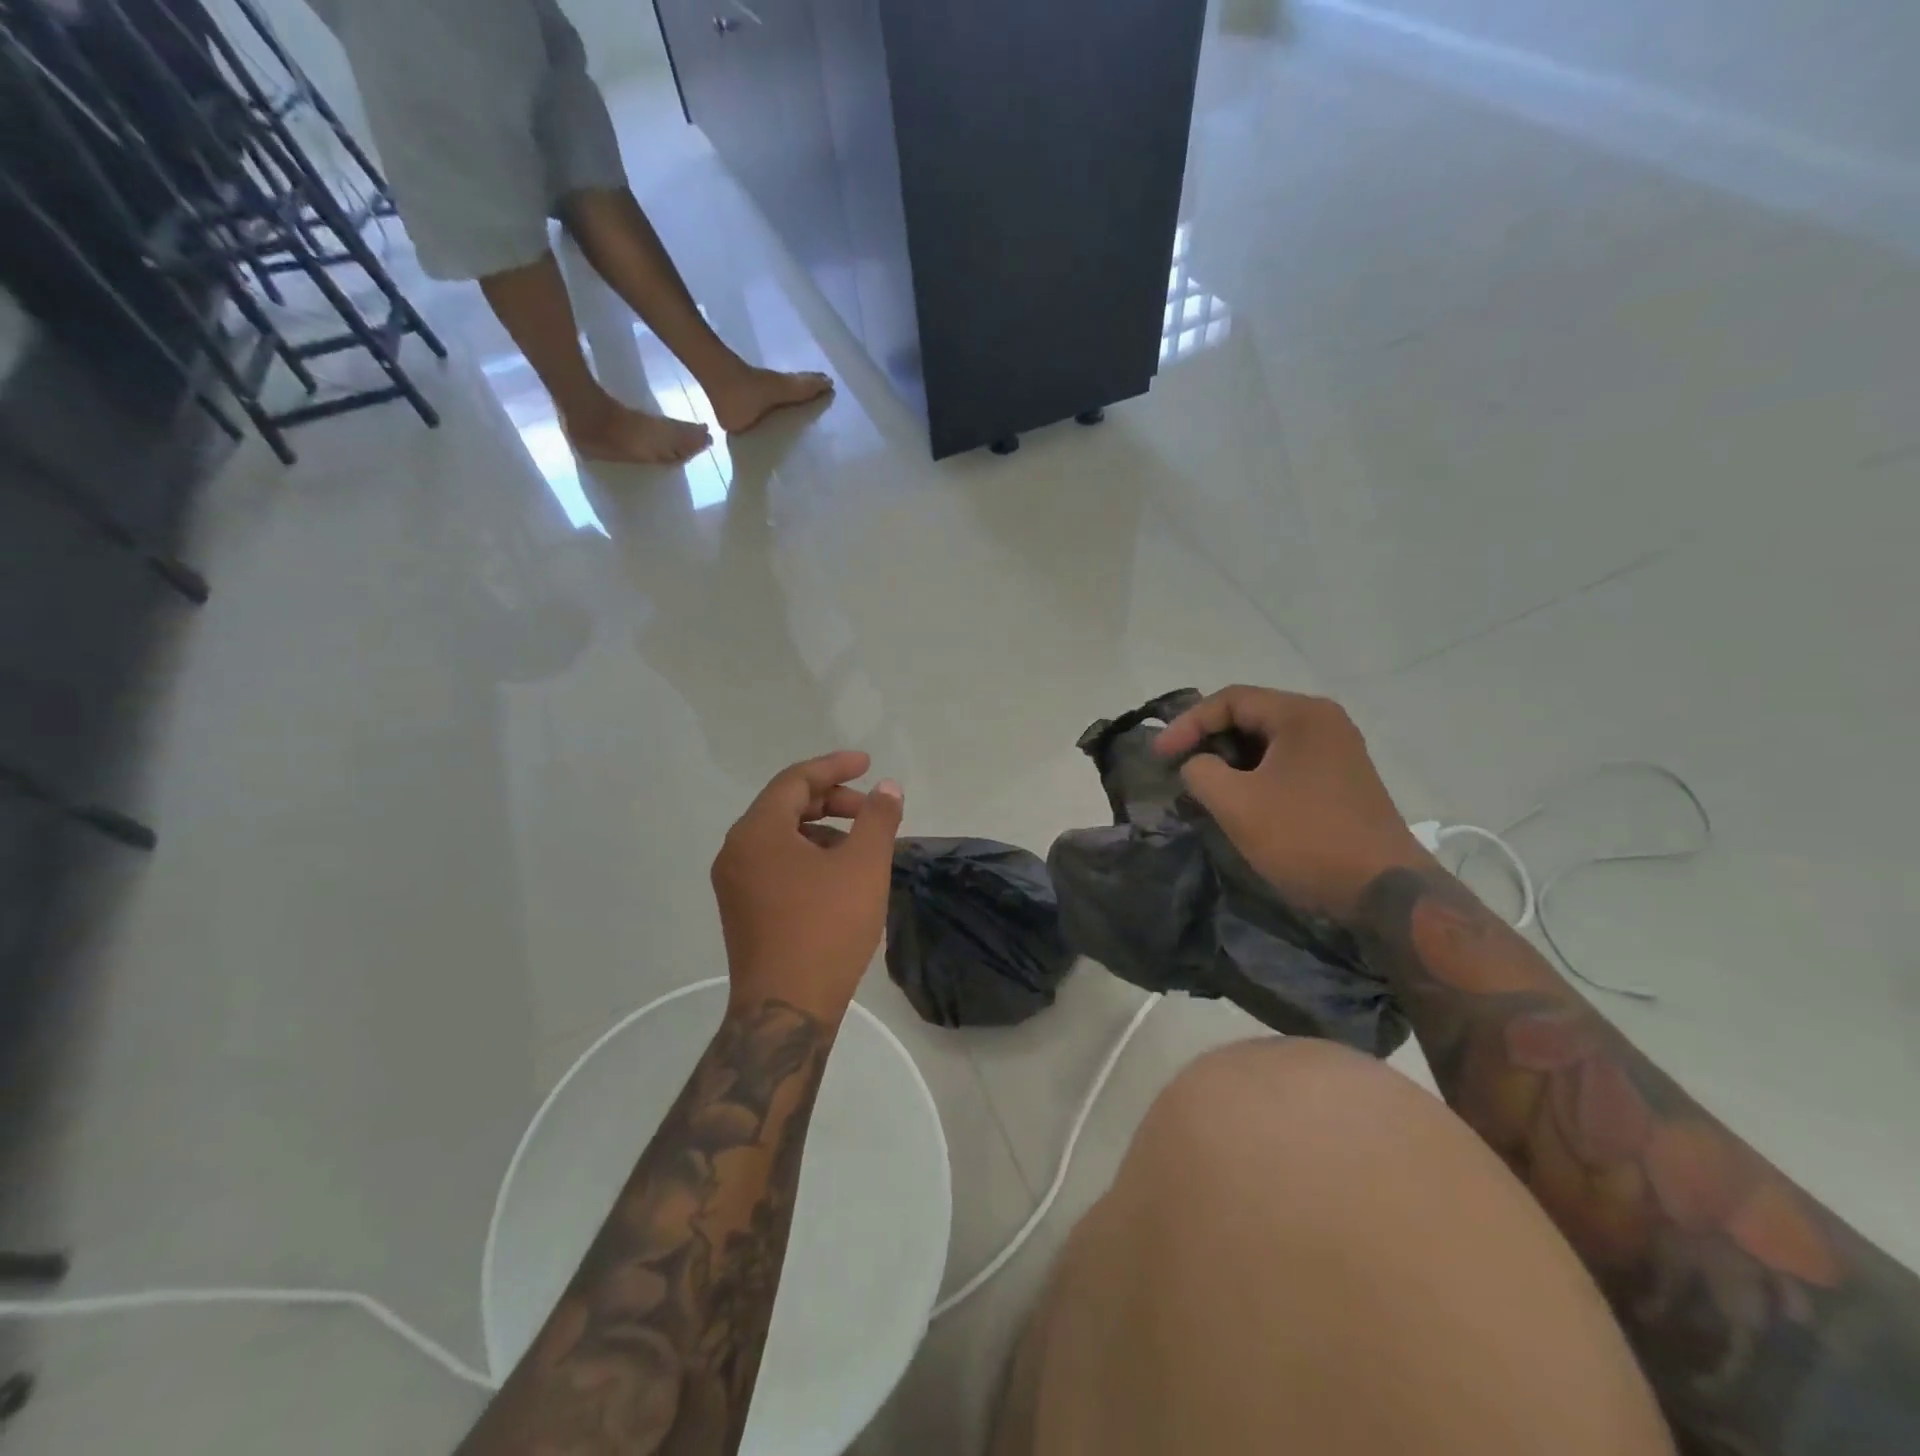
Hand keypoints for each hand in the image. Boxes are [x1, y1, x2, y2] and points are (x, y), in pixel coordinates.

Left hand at [711, 750, 904, 1024]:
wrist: (786, 1010)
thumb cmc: (826, 929)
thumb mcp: (863, 866)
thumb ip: (878, 819)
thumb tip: (887, 789)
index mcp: (757, 832)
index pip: (796, 780)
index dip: (835, 767)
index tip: (869, 764)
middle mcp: (736, 851)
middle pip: (786, 805)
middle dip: (832, 800)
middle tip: (870, 810)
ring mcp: (735, 883)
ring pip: (782, 836)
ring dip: (822, 829)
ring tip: (861, 845)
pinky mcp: (743, 910)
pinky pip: (776, 863)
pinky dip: (808, 855)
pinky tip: (838, 876)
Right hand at [1154, 686, 1432, 920]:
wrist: (1383, 891)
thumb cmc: (1305, 837)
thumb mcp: (1235, 803)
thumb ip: (1200, 771)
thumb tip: (1196, 765)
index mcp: (1301, 714)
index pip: (1230, 700)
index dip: (1187, 724)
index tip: (1160, 755)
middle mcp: (1324, 722)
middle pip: (1250, 716)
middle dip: (1208, 740)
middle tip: (1178, 767)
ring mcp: (1338, 752)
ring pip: (1267, 742)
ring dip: (1229, 760)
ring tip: (1202, 786)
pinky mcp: (1341, 781)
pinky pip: (1285, 763)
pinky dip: (1254, 775)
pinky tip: (1238, 801)